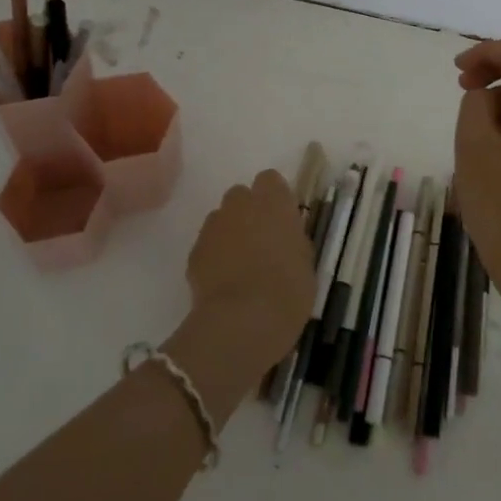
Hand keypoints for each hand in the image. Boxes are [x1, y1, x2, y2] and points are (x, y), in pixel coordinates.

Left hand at [183, 170, 312, 373]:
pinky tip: (224, 282)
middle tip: (261, 241)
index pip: (270, 180)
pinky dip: (214, 256)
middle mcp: (240, 204)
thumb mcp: (306, 262)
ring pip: (221, 219)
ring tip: (240, 265)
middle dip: (248, 212)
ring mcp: (213, 225)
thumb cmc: (287, 290)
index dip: (275, 198)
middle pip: (241, 195)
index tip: (281, 219)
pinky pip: (207, 244)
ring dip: (230, 233)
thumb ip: (292, 239)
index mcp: (273, 201)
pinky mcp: (194, 250)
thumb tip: (285, 235)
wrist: (242, 321)